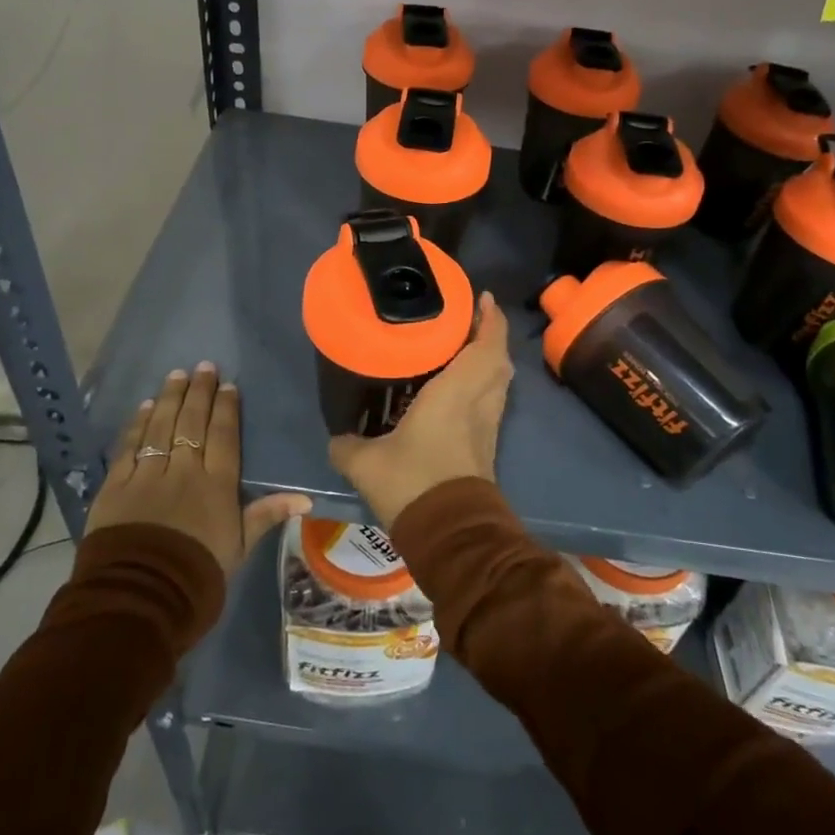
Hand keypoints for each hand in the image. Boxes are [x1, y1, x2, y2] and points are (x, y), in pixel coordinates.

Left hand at [86, 363, 309, 573]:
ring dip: (169, 398)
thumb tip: (306, 498)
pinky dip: (136, 424)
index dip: (226, 408)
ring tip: (176, 375)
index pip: (223, 436)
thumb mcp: (239, 548)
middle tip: (203, 366)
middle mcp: (184, 471)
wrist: (141, 599)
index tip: (228, 384)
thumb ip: (266, 516)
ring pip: (160, 427)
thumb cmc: (198, 576)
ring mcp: (147, 475)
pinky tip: (143, 407)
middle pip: (192, 423)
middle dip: (199, 392)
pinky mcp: (116, 486)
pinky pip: (129, 447)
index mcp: (216, 485)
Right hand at [328, 293, 512, 529]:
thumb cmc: (413, 483)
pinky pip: (491, 403)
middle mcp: (478, 404)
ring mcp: (487, 427)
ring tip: (463, 349)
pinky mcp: (486, 448)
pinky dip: (483, 386)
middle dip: (491, 336)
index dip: (490, 320)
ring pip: (499, 383)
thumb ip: (347, 445)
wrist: (451, 536)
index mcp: (456, 393)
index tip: (484, 298)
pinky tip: (457, 391)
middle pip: (499, 361)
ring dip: (489, 361)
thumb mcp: (366, 464)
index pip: (485, 347)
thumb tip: (335, 438)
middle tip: (468, 321)